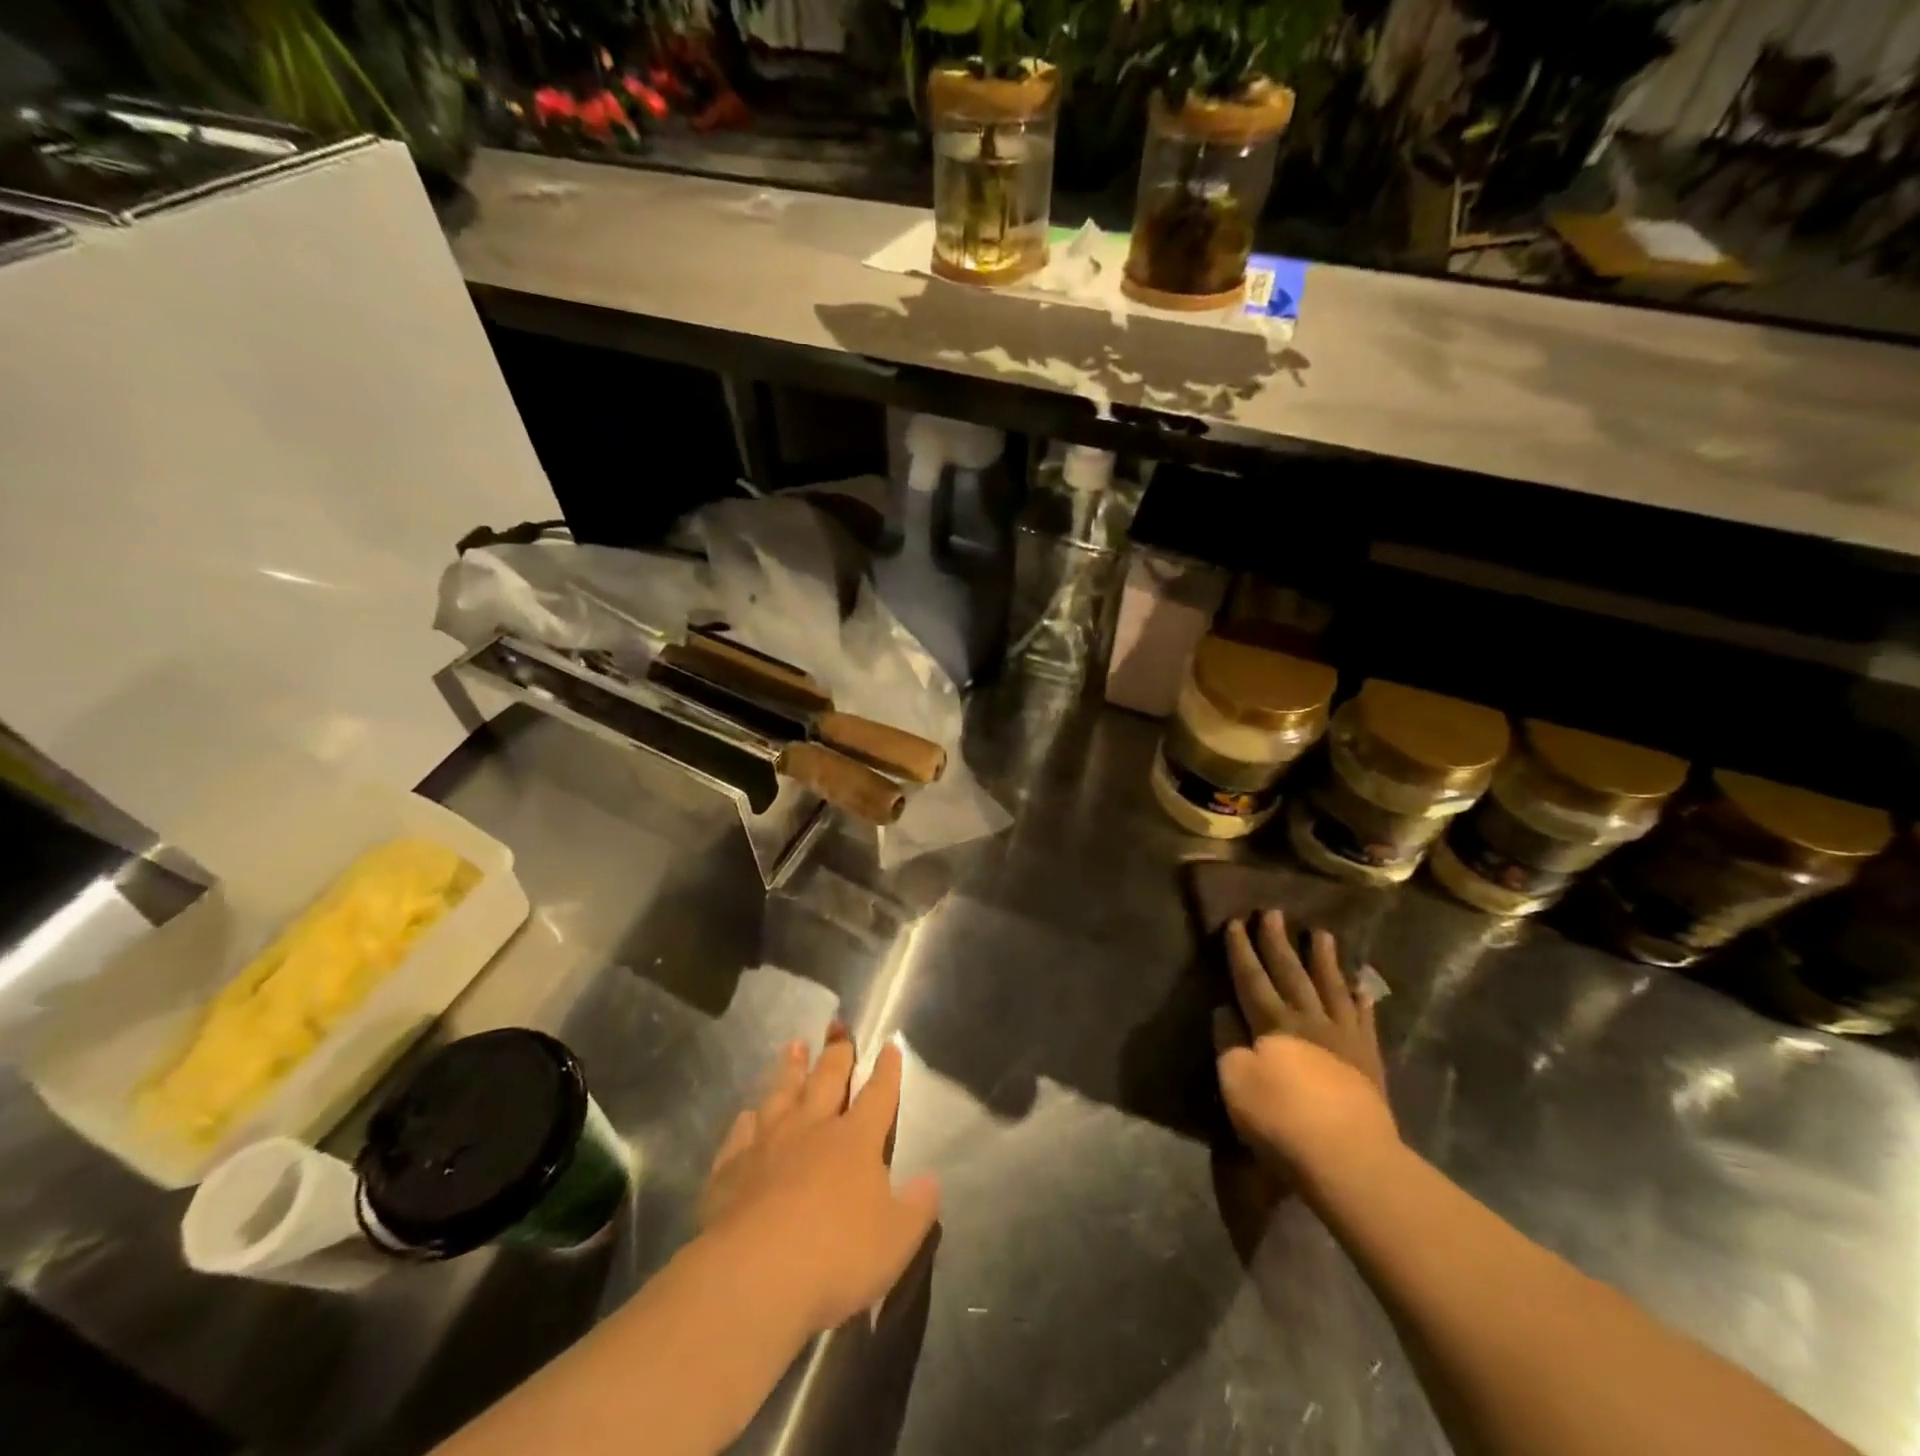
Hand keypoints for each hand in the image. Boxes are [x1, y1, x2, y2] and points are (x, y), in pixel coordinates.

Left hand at [699, 1029, 939, 1335]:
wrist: (754, 1276)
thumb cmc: (836, 1256)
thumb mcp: (897, 1240)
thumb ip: (918, 1207)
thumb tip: (931, 1180)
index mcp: (856, 1140)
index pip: (878, 1094)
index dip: (887, 1070)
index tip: (890, 1044)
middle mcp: (813, 1128)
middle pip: (827, 1079)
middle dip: (837, 1052)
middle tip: (837, 1025)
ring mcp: (768, 1144)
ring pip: (782, 1094)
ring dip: (790, 1069)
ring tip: (794, 1046)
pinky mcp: (731, 1168)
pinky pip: (741, 1133)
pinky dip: (747, 1121)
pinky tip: (747, 1114)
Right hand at [1215, 910, 1398, 1180]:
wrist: (1347, 1157)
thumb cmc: (1280, 1119)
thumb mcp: (1236, 1081)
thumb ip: (1228, 1042)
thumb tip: (1225, 1011)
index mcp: (1271, 1023)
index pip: (1251, 978)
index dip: (1241, 950)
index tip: (1235, 922)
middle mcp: (1308, 1020)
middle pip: (1290, 974)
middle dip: (1278, 942)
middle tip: (1273, 912)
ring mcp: (1343, 1039)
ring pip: (1331, 988)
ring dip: (1324, 960)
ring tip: (1322, 934)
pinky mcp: (1368, 1062)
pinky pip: (1365, 1022)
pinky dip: (1362, 1001)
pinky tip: (1362, 986)